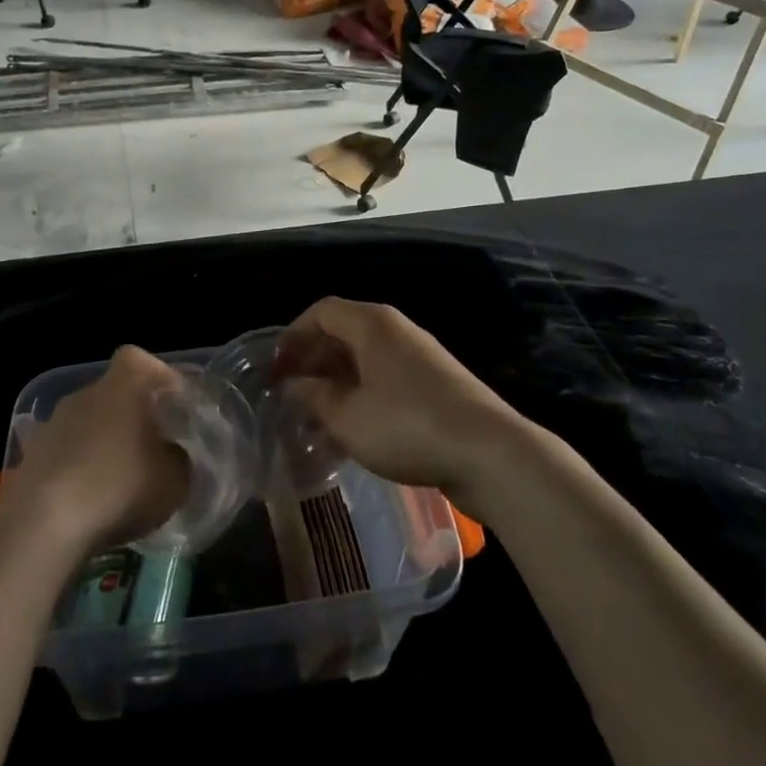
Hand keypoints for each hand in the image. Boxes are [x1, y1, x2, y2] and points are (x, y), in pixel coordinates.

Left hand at [6, 345, 191, 556]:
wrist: (43, 525)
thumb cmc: (119, 488)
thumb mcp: (174, 481)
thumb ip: (178, 459)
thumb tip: (169, 454)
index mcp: (121, 387)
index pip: (137, 359)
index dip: (157, 374)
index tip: (173, 400)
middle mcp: (83, 395)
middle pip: (112, 394)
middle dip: (131, 415)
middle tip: (150, 446)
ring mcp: (51, 425)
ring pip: (86, 424)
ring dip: (102, 443)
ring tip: (118, 480)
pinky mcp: (30, 457)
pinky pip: (64, 454)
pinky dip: (77, 469)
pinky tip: (87, 500)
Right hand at [272, 297, 523, 497]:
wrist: (490, 453)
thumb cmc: (407, 425)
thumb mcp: (346, 415)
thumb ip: (312, 396)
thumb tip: (292, 385)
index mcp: (372, 324)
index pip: (321, 311)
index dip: (292, 337)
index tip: (275, 370)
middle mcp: (396, 331)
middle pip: (343, 334)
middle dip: (312, 363)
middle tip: (290, 396)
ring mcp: (419, 358)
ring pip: (364, 361)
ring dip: (335, 385)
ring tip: (315, 420)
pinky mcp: (435, 385)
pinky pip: (385, 380)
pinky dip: (361, 397)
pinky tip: (352, 433)